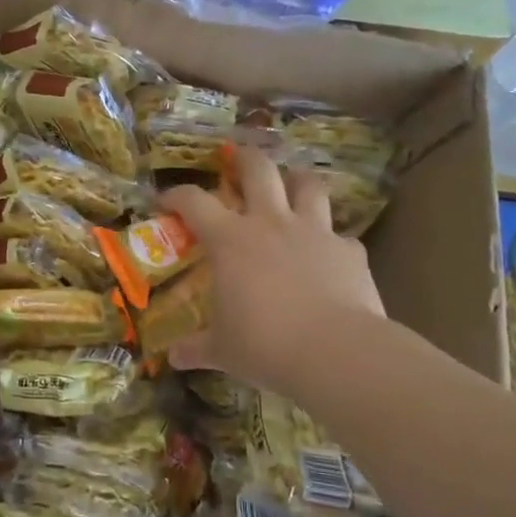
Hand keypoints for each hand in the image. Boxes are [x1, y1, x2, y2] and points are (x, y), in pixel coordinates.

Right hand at [160, 147, 385, 397]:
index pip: (194, 201)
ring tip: (292, 186)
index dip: (176, 195)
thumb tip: (174, 357)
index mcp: (230, 240)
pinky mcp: (349, 250)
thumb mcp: (223, 350)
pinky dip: (333, 241)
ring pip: (308, 185)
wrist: (336, 352)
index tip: (166, 200)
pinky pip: (341, 236)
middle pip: (258, 169)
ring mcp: (314, 232)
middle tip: (238, 160)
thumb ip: (197, 347)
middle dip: (245, 159)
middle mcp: (270, 223)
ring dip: (298, 181)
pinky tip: (330, 255)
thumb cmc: (265, 345)